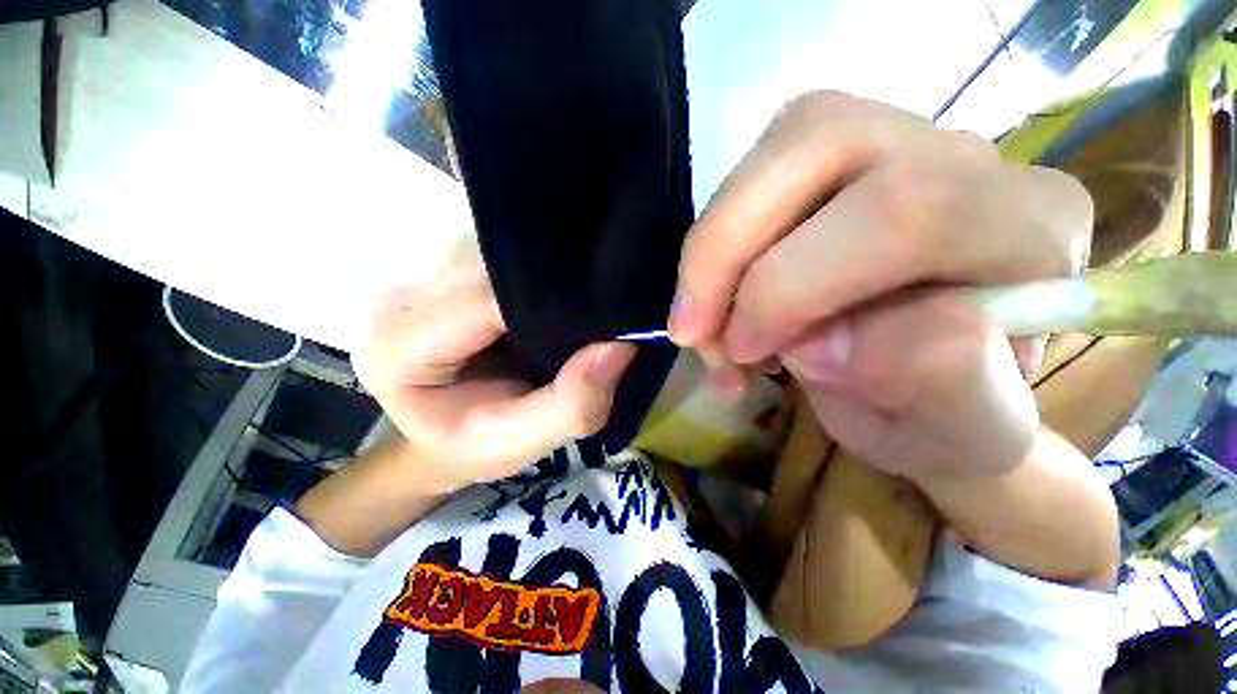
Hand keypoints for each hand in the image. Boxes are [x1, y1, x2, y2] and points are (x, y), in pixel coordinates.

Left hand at [352, 243, 635, 494]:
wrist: (452, 439)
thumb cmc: (477, 446)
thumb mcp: (524, 442)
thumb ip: (572, 404)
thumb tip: (621, 346)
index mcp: (402, 347)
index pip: (486, 301)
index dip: (547, 306)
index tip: (600, 323)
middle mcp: (404, 300)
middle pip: (493, 270)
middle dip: (550, 288)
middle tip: (599, 314)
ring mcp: (427, 281)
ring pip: (502, 258)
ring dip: (547, 280)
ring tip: (583, 306)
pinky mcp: (452, 278)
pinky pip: (505, 264)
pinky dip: (540, 279)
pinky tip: (562, 298)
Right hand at [671, 91, 1092, 477]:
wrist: (923, 395)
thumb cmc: (942, 420)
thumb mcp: (954, 435)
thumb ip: (936, 386)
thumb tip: (826, 339)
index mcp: (1029, 228)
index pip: (903, 211)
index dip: (788, 288)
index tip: (741, 356)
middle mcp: (963, 156)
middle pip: (815, 145)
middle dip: (723, 250)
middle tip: (690, 329)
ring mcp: (887, 141)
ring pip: (767, 160)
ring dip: (710, 255)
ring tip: (702, 326)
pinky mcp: (827, 161)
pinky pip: (748, 185)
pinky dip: (712, 253)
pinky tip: (717, 305)